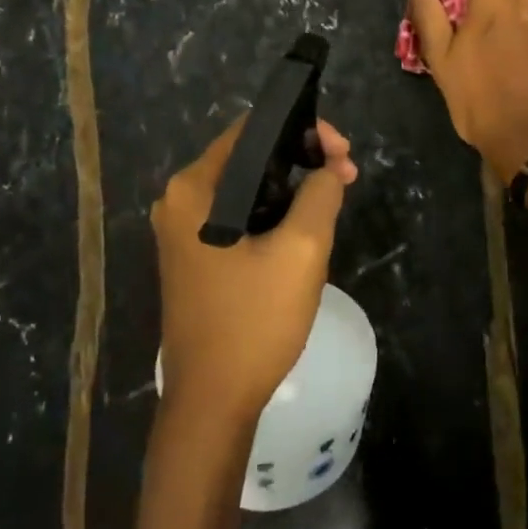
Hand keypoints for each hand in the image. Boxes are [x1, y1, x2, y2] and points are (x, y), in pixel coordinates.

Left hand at [151, 118, 356, 427]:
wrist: (213, 399)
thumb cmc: (254, 321)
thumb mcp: (302, 250)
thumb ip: (320, 194)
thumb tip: (328, 170)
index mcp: (195, 189)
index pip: (253, 130)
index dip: (304, 130)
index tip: (344, 154)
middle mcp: (180, 201)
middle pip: (250, 157)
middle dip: (303, 160)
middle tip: (347, 177)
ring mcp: (183, 231)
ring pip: (248, 188)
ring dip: (292, 188)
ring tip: (334, 200)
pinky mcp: (195, 256)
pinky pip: (239, 216)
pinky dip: (274, 213)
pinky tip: (304, 228)